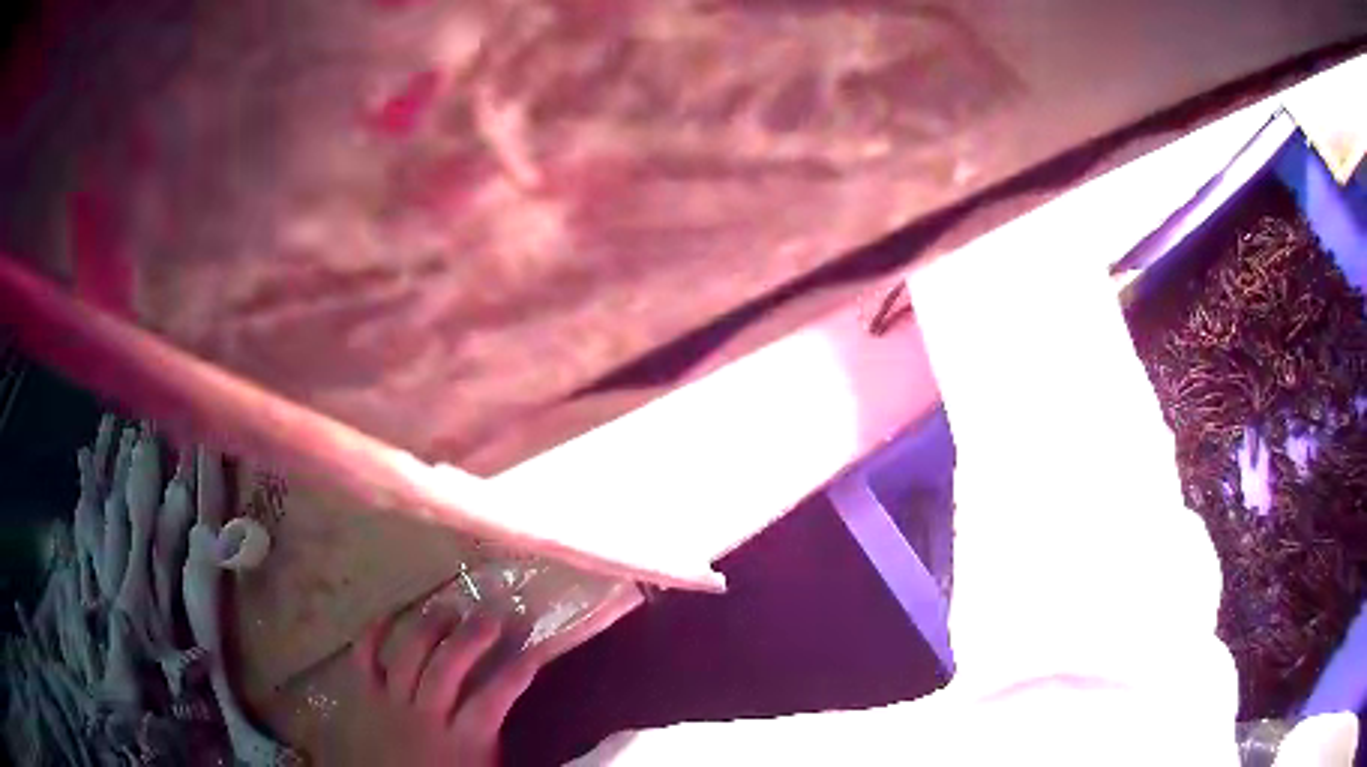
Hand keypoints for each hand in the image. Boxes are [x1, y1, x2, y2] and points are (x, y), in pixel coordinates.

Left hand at [353, 610, 542, 766]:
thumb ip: (503, 738)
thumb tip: (543, 719)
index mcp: (463, 740)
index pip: (492, 699)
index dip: (516, 671)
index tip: (537, 649)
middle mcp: (426, 716)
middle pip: (445, 668)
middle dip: (470, 638)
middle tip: (491, 615)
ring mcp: (392, 704)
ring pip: (408, 657)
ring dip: (429, 628)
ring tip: (449, 608)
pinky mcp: (366, 698)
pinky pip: (364, 660)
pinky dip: (372, 633)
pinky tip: (390, 613)